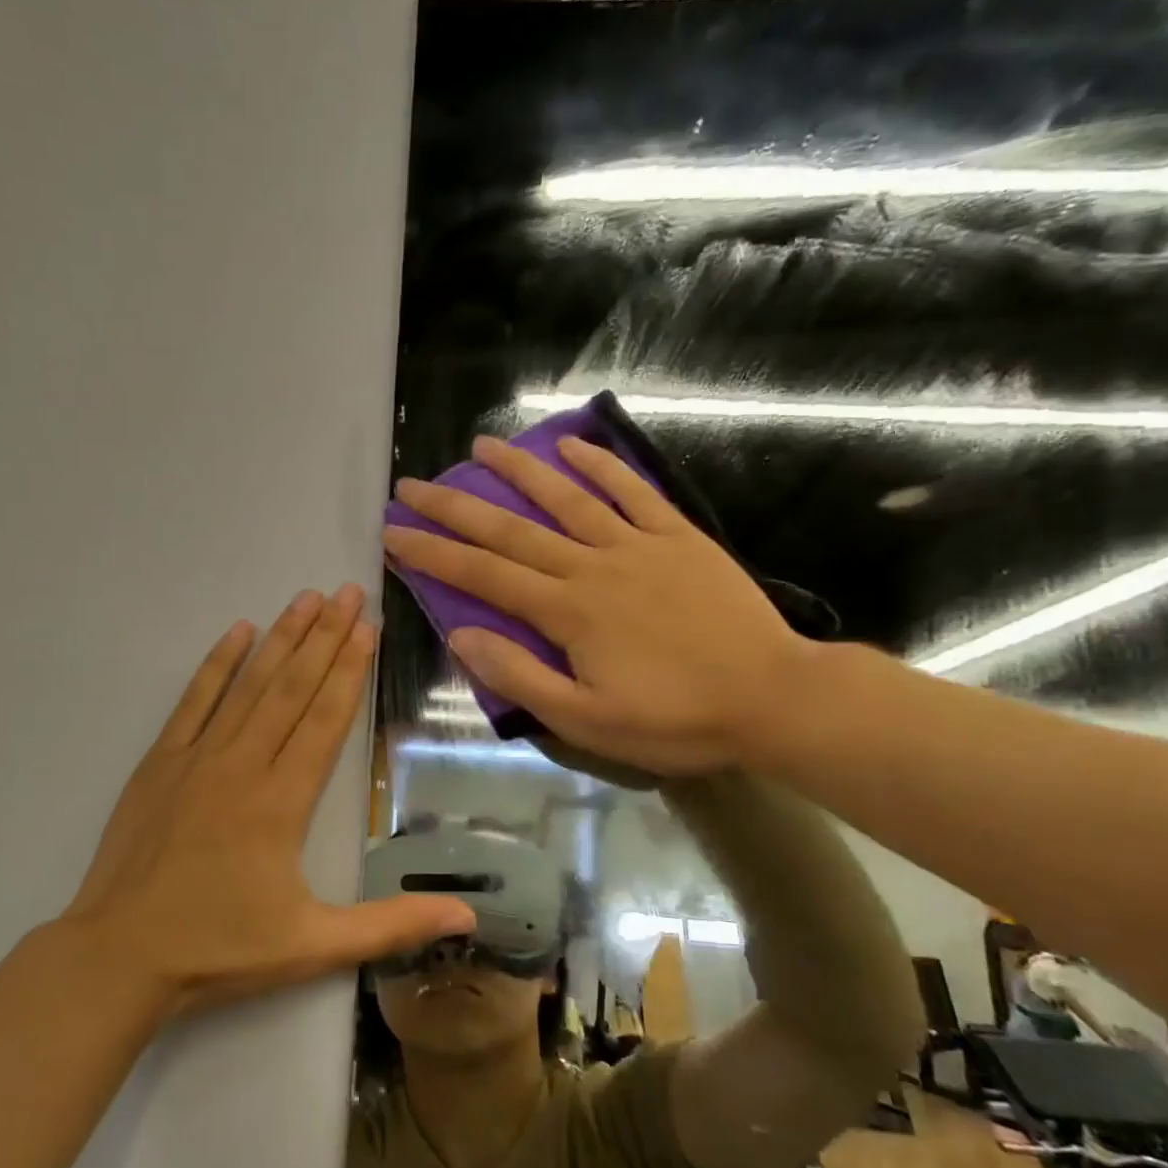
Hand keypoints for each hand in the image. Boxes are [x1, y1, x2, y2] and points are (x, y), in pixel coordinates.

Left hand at [66, 585, 476, 1015]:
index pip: (325, 718)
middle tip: (347, 592)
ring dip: (280, 639)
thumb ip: (392, 926)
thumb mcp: (314, 945)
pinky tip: (236, 632)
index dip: (350, 669)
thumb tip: (469, 917)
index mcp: (283, 799)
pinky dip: (217, 664)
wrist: (121, 955)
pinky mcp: (160, 762)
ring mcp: (197, 757)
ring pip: (249, 685)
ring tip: (305, 599)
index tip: (367, 626)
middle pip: (292, 688)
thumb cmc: (221, 949)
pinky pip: (194, 700)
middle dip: (324, 636)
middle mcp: (243, 763)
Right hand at [383, 435, 813, 776]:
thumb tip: (462, 635)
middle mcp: (592, 566)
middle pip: (511, 529)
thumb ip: (521, 677)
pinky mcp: (678, 538)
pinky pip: (634, 492)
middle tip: (414, 484)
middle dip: (455, 507)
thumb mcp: (587, 721)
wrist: (774, 699)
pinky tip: (574, 446)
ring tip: (480, 446)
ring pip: (567, 498)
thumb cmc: (676, 720)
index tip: (393, 532)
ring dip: (519, 470)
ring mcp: (638, 545)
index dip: (432, 554)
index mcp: (567, 612)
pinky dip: (602, 465)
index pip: (483, 576)